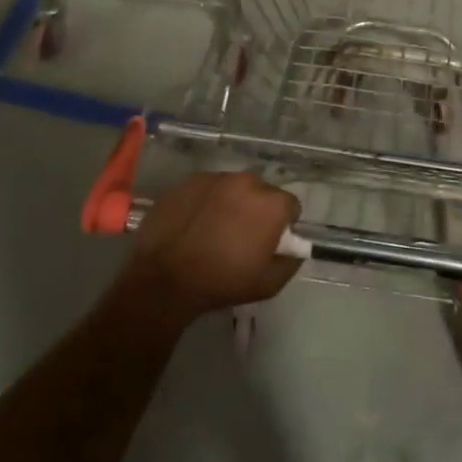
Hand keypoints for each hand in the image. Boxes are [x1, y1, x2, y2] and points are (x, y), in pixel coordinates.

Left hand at [115, 170, 301, 323]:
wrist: (164, 278)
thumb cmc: (222, 281)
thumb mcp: (268, 284)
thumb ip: (291, 262)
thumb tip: (297, 249)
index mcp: (271, 203)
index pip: (290, 205)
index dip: (284, 223)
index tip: (270, 240)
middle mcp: (247, 181)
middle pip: (262, 192)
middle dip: (257, 210)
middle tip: (242, 235)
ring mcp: (215, 177)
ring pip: (233, 187)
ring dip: (231, 203)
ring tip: (214, 228)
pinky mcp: (189, 181)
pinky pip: (207, 188)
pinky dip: (206, 201)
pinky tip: (194, 223)